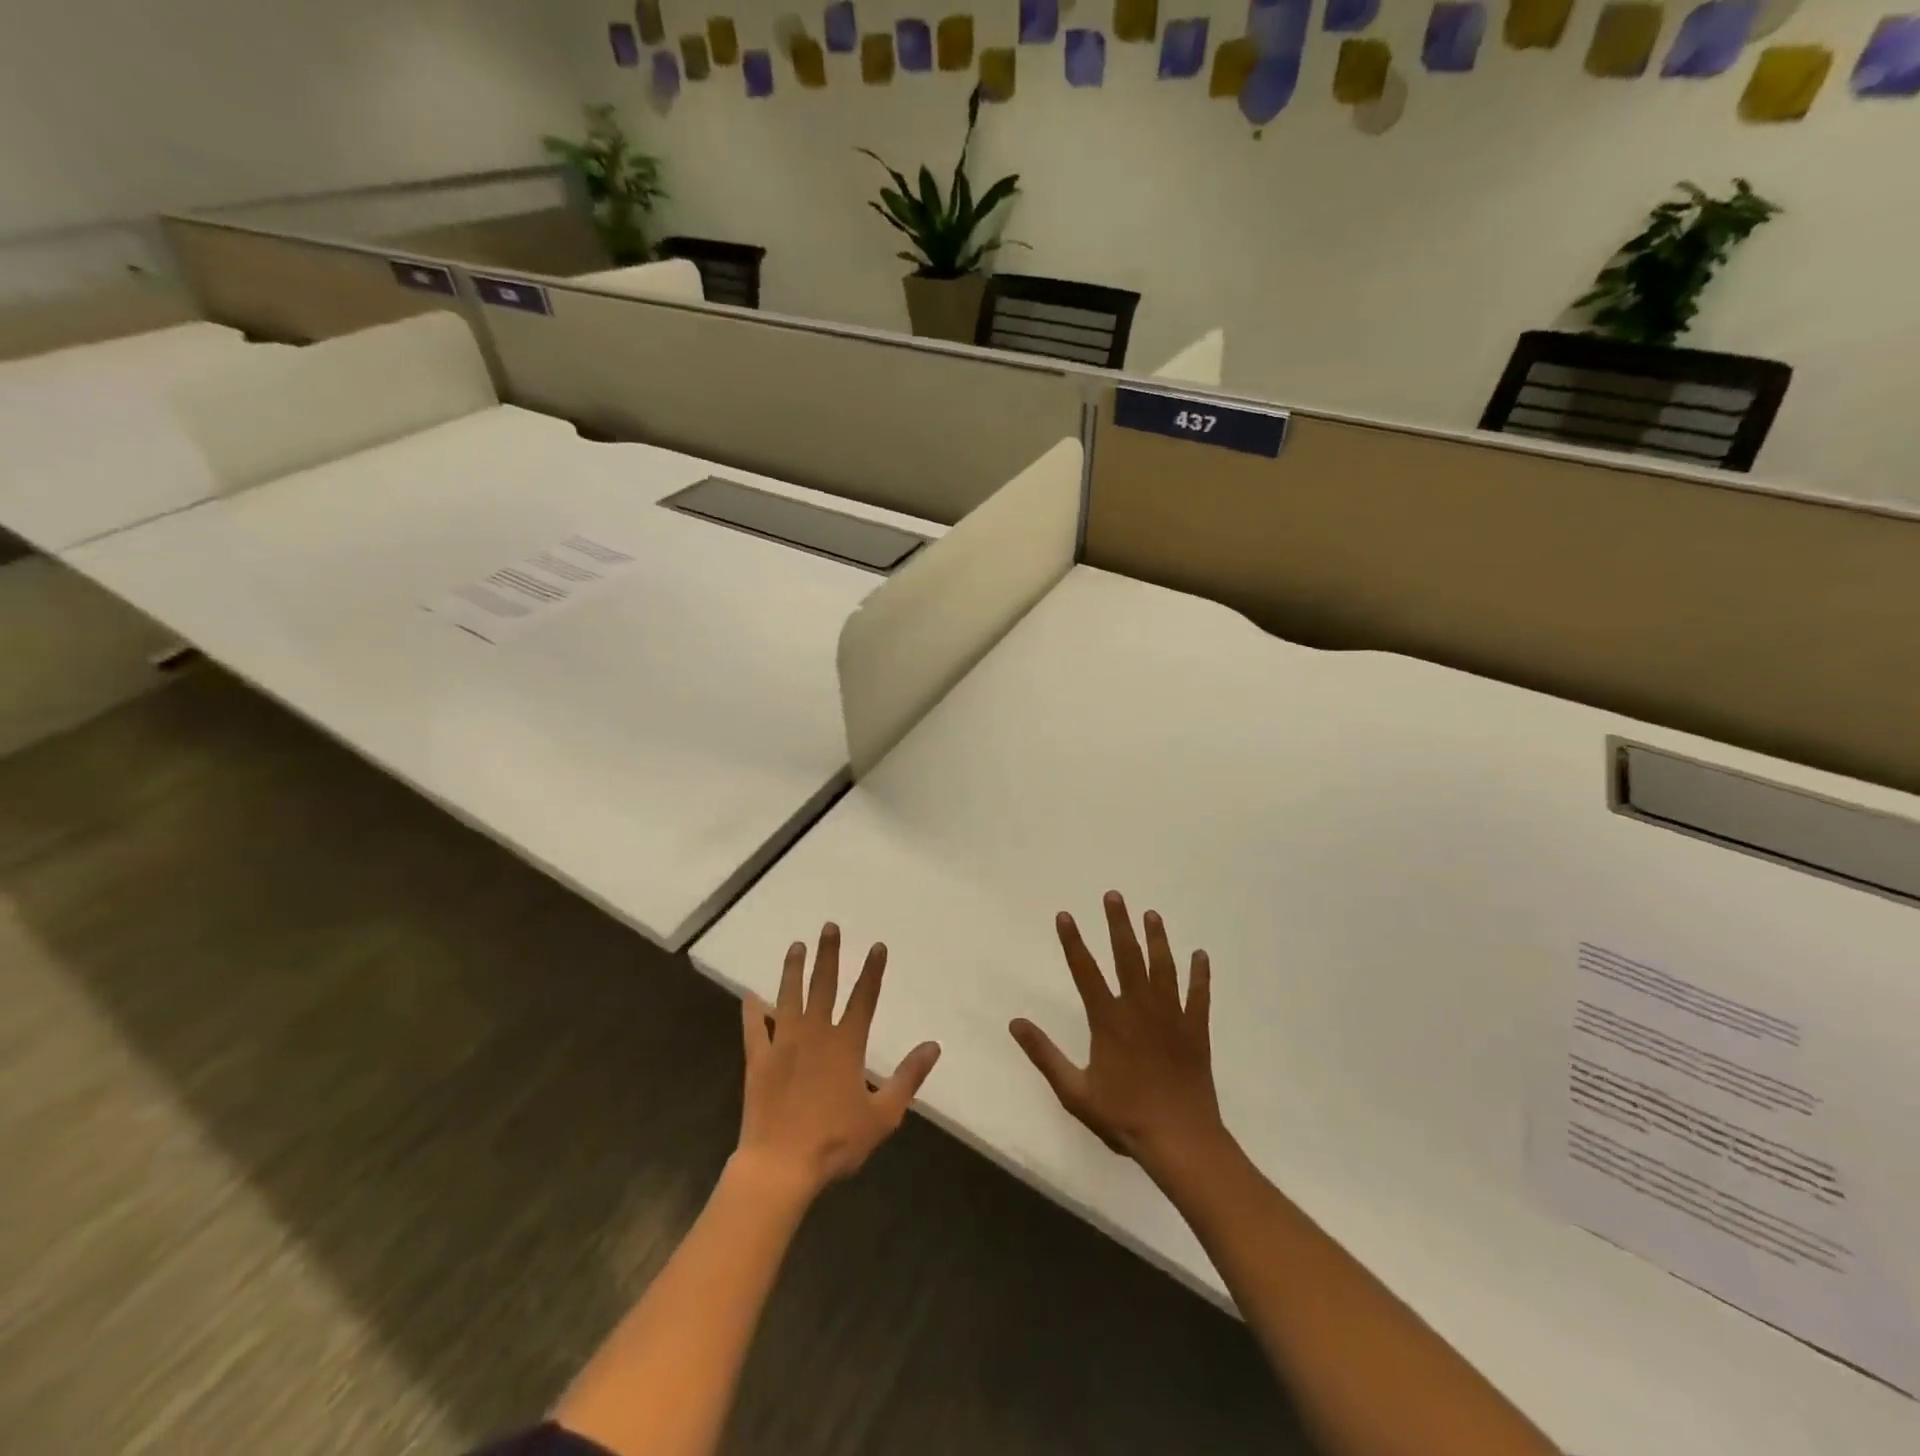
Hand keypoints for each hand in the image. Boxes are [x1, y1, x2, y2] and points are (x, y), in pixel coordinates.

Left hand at [735, 923, 940, 1200]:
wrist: (780, 1166)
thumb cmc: (835, 1142)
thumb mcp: (883, 1115)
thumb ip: (908, 1078)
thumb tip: (933, 1046)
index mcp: (846, 1045)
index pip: (864, 999)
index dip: (872, 972)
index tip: (877, 946)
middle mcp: (814, 1034)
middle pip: (824, 986)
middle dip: (829, 954)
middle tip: (829, 927)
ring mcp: (783, 1044)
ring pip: (789, 997)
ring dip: (794, 970)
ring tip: (796, 946)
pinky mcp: (758, 1061)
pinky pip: (754, 1029)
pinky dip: (752, 1011)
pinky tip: (750, 995)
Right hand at [1009, 891, 1223, 1173]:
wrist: (1180, 1139)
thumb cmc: (1124, 1116)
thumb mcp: (1074, 1091)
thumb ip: (1044, 1054)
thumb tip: (1015, 1023)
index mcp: (1109, 1019)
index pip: (1085, 971)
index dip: (1073, 942)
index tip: (1065, 915)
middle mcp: (1139, 1008)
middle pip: (1128, 957)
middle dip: (1119, 924)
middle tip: (1114, 895)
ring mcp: (1171, 1016)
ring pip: (1163, 968)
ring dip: (1157, 939)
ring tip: (1152, 914)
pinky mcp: (1196, 1030)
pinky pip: (1199, 996)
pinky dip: (1200, 975)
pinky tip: (1201, 955)